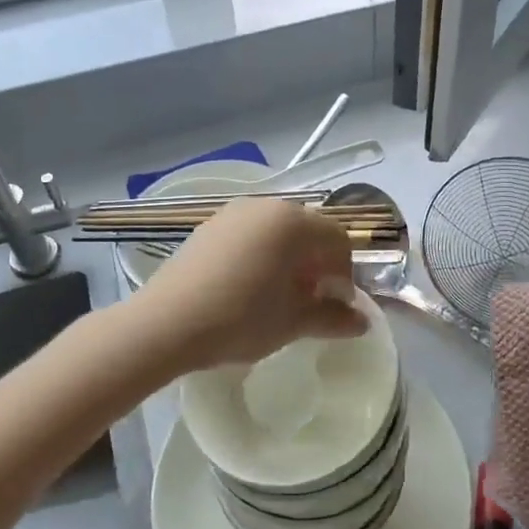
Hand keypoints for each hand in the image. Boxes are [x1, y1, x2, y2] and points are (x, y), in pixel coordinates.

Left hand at [130, 198, 368, 373]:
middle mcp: (266, 206)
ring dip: (289, 260)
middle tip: (311, 303)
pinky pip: (250, 235)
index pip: (339, 241)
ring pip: (278, 232)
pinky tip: (249, 288)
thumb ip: (332, 317)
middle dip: (317, 266)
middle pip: (309, 231)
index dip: (345, 275)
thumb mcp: (293, 322)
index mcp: (294, 222)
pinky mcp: (209, 226)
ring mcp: (233, 213)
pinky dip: (261, 256)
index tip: (336, 307)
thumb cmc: (241, 319)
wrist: (166, 323)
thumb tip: (362, 321)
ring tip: (279, 298)